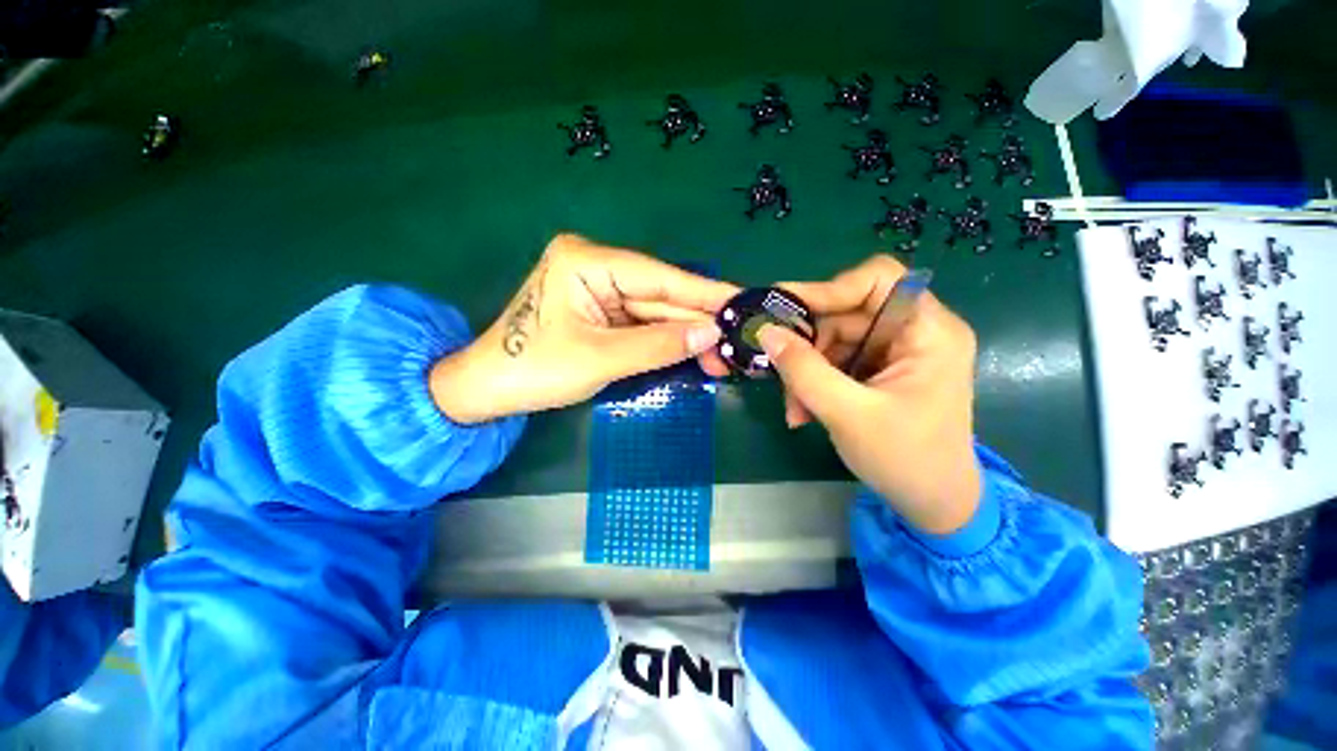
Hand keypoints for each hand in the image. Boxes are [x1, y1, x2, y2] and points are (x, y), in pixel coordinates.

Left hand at [430, 234, 736, 423]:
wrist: (490, 390)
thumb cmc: (535, 370)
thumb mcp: (602, 359)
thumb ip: (659, 344)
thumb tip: (712, 333)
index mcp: (588, 261)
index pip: (660, 277)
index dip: (704, 293)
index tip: (744, 301)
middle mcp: (597, 265)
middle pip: (661, 295)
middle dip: (699, 321)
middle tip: (739, 340)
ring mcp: (601, 288)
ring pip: (656, 311)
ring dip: (687, 335)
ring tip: (723, 356)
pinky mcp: (603, 310)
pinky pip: (643, 323)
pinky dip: (668, 340)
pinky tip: (696, 352)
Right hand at [759, 255, 980, 534]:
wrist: (933, 503)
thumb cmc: (905, 460)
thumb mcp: (847, 413)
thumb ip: (804, 370)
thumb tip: (766, 331)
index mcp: (928, 331)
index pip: (878, 278)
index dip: (829, 289)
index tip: (785, 312)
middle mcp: (914, 331)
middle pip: (847, 313)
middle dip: (808, 345)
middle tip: (780, 373)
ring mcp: (895, 351)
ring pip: (834, 339)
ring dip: (806, 370)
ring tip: (794, 407)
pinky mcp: (879, 370)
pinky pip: (836, 360)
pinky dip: (814, 382)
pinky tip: (803, 410)